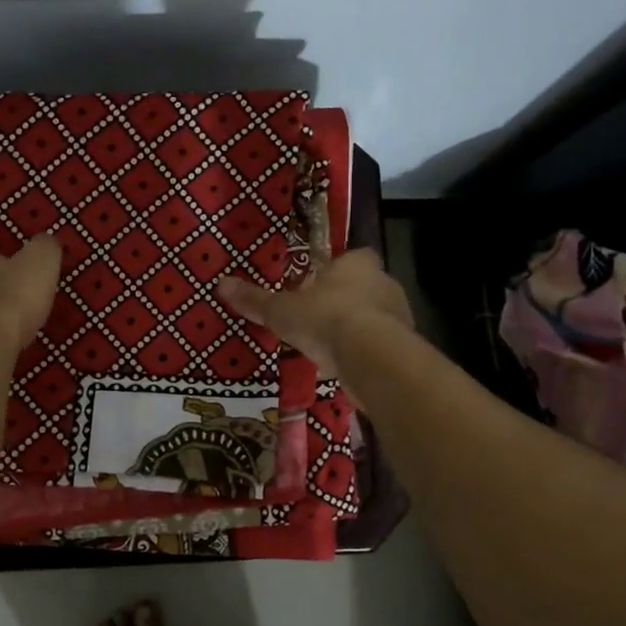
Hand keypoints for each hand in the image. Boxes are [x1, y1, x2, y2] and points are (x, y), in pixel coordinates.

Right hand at [216, 249, 413, 379]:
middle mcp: (384, 282)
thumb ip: (255, 299)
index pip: (352, 257)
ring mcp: (399, 315)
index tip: (317, 284)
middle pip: (364, 286)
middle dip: (344, 300)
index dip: (335, 269)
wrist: (372, 357)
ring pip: (375, 317)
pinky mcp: (404, 346)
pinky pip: (380, 346)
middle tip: (318, 317)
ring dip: (357, 328)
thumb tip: (221, 284)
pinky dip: (365, 354)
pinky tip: (346, 368)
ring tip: (330, 347)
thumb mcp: (282, 310)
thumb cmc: (325, 318)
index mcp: (357, 263)